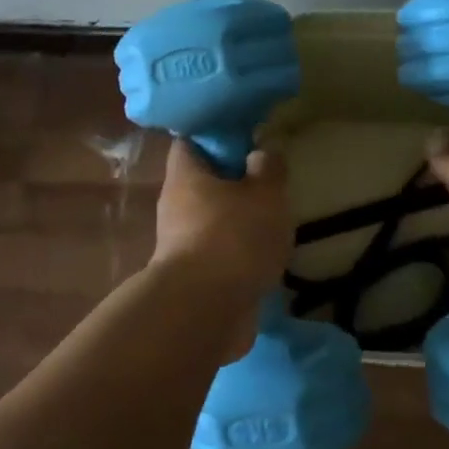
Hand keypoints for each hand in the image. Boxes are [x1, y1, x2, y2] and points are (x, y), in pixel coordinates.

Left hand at [151, 138, 293, 306]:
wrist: (206, 312)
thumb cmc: (234, 237)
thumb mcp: (265, 193)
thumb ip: (268, 169)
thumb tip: (261, 152)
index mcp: (185, 176)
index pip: (190, 142)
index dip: (215, 137)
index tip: (245, 138)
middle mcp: (175, 207)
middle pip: (202, 183)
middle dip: (232, 183)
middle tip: (267, 182)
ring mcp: (180, 246)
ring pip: (211, 221)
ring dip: (237, 221)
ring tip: (274, 222)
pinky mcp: (193, 279)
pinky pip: (218, 255)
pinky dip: (238, 254)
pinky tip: (265, 257)